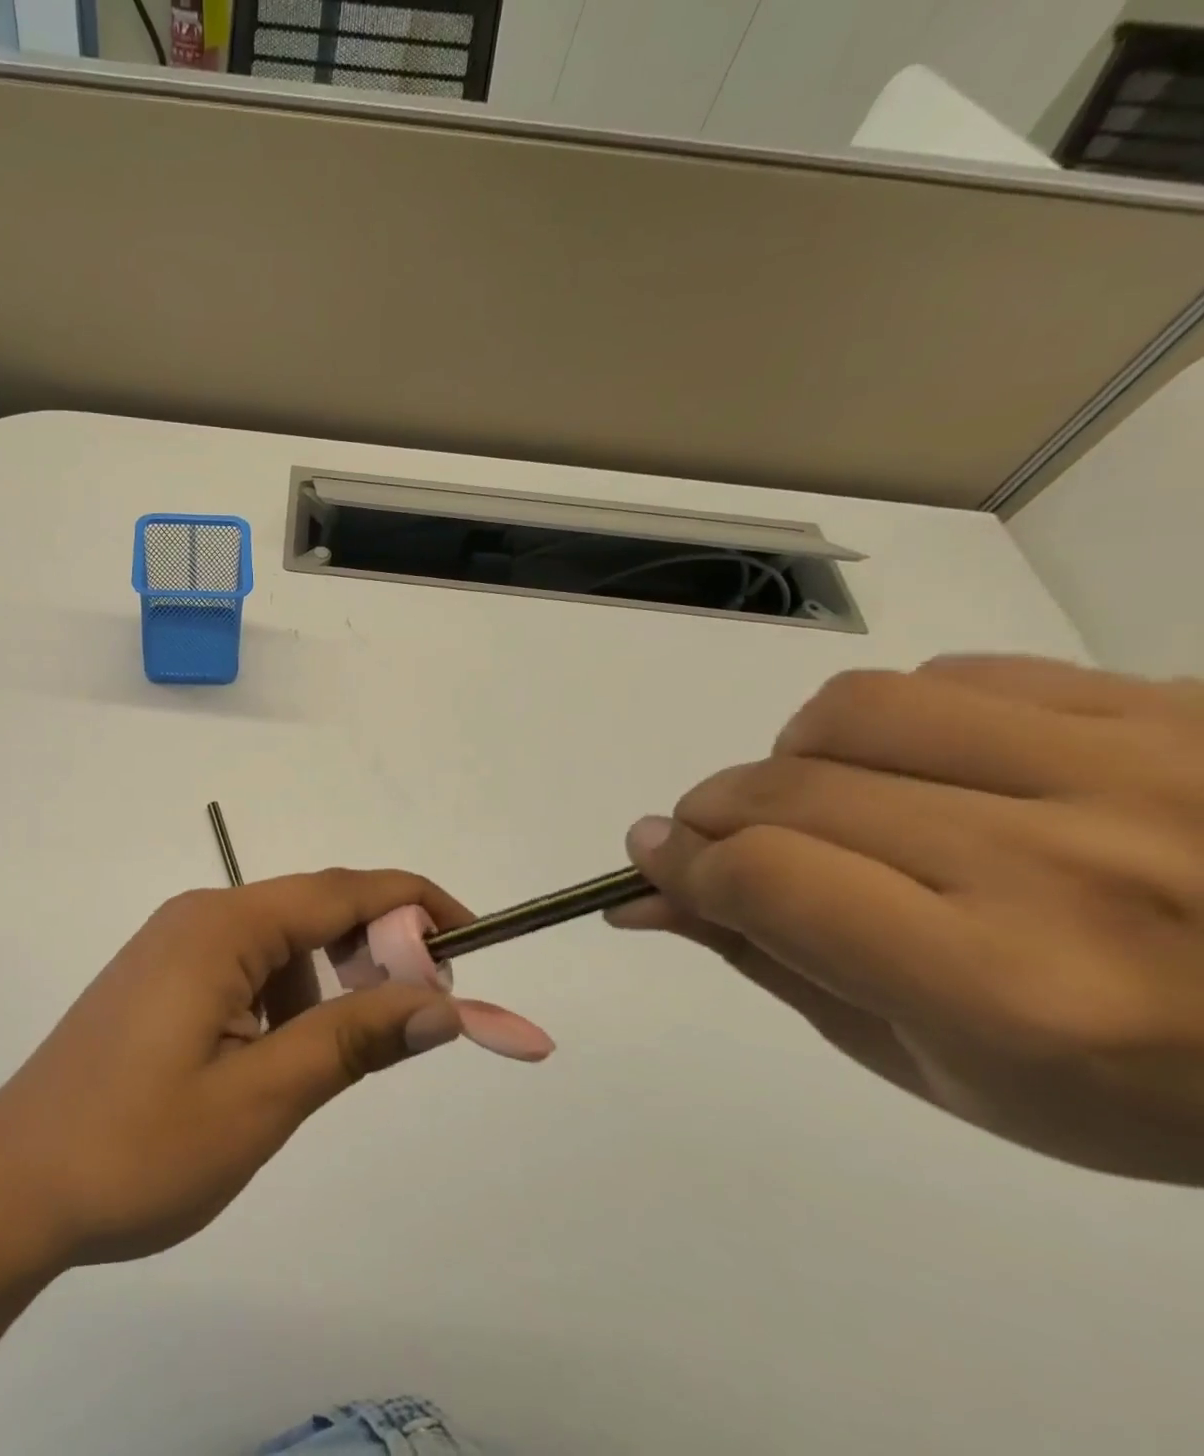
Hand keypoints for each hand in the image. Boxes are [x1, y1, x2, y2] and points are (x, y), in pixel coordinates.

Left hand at [0, 870, 470, 1265]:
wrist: (9, 1189)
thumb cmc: (135, 1148)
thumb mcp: (261, 1097)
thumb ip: (353, 1039)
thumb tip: (442, 1003)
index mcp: (221, 925)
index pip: (342, 890)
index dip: (415, 905)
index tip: (473, 940)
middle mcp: (198, 916)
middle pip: (312, 912)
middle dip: (374, 955)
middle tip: (411, 1023)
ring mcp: (173, 946)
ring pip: (280, 947)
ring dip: (323, 990)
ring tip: (316, 1068)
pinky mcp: (159, 979)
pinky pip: (244, 969)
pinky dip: (281, 1003)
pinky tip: (264, 1064)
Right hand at [610, 656, 1203, 1184]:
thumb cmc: (1133, 1086)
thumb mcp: (933, 1063)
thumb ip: (772, 962)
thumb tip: (647, 895)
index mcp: (1009, 990)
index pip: (766, 878)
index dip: (679, 862)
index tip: (653, 858)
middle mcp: (1067, 867)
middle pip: (790, 790)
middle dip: (713, 813)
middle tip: (714, 837)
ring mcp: (1138, 769)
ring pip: (856, 708)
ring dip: (797, 755)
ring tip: (827, 796)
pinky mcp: (1178, 706)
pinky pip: (959, 675)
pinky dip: (900, 719)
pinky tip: (931, 769)